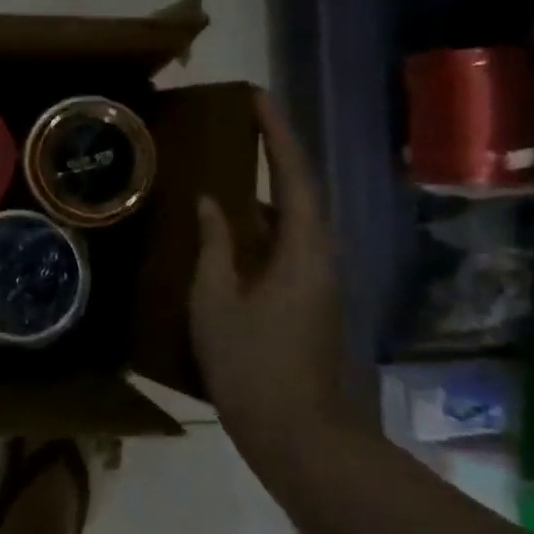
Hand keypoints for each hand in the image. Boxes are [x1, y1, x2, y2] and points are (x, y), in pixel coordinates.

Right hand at [190, 90, 352, 443]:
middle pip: (303, 192)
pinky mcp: (309, 301)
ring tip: (234, 164)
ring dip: (271, 187)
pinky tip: (233, 227)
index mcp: (303, 251)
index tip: (257, 98)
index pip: (295, 176)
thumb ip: (215, 246)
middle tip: (243, 123)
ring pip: (297, 220)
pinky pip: (288, 245)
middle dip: (277, 152)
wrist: (299, 436)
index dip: (277, 133)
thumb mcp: (216, 301)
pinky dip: (264, 222)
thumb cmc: (252, 364)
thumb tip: (212, 203)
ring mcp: (319, 282)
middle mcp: (321, 258)